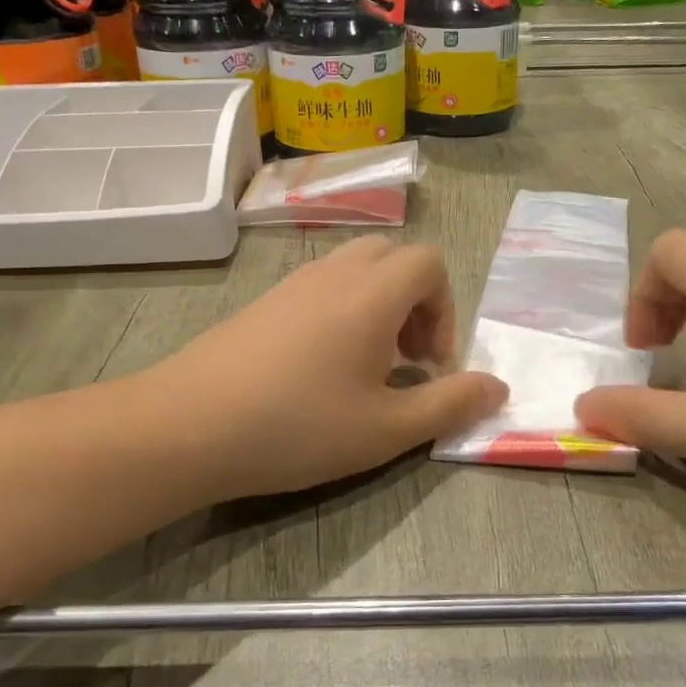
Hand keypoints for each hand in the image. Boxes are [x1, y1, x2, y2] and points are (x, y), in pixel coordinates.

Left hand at [141, 237, 506, 500]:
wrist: (186, 426)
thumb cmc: (296, 426)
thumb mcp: (386, 429)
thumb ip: (449, 404)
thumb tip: (499, 387)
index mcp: (371, 292)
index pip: (430, 264)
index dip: (445, 310)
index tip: (430, 365)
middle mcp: (333, 273)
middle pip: (393, 257)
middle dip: (415, 302)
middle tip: (406, 360)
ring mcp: (292, 283)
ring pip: (355, 270)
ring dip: (378, 307)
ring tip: (366, 368)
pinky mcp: (263, 302)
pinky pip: (320, 287)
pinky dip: (341, 313)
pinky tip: (319, 371)